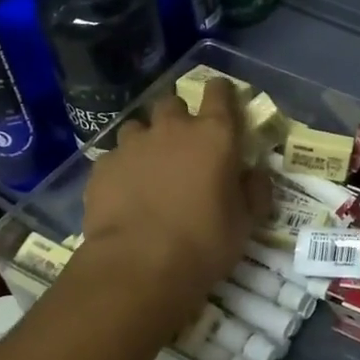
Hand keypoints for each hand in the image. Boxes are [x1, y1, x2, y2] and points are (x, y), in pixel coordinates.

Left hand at [80, 79, 268, 304]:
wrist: (139, 267)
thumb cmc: (204, 243)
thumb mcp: (246, 223)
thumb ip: (255, 190)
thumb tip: (255, 173)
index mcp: (214, 135)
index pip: (219, 92)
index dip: (221, 93)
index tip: (223, 102)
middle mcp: (173, 129)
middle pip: (173, 102)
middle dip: (178, 116)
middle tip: (183, 143)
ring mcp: (133, 145)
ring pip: (138, 126)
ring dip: (146, 140)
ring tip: (149, 167)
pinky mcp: (103, 166)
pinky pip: (114, 156)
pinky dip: (122, 168)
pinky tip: (124, 192)